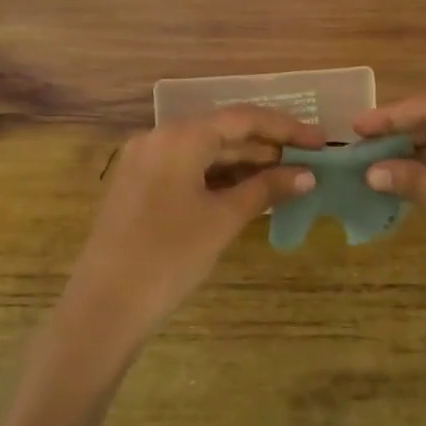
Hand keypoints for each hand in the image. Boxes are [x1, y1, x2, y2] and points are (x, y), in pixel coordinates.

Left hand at [57, 106, 321, 355]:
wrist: (104, 306)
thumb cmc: (170, 256)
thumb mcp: (223, 219)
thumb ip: (266, 190)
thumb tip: (307, 175)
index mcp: (179, 136)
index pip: (242, 119)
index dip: (285, 128)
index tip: (320, 141)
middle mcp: (158, 138)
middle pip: (222, 132)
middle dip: (266, 147)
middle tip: (308, 161)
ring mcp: (144, 161)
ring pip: (203, 152)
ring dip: (243, 163)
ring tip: (286, 178)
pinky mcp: (138, 185)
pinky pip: (186, 169)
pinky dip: (218, 177)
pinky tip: (247, 192)